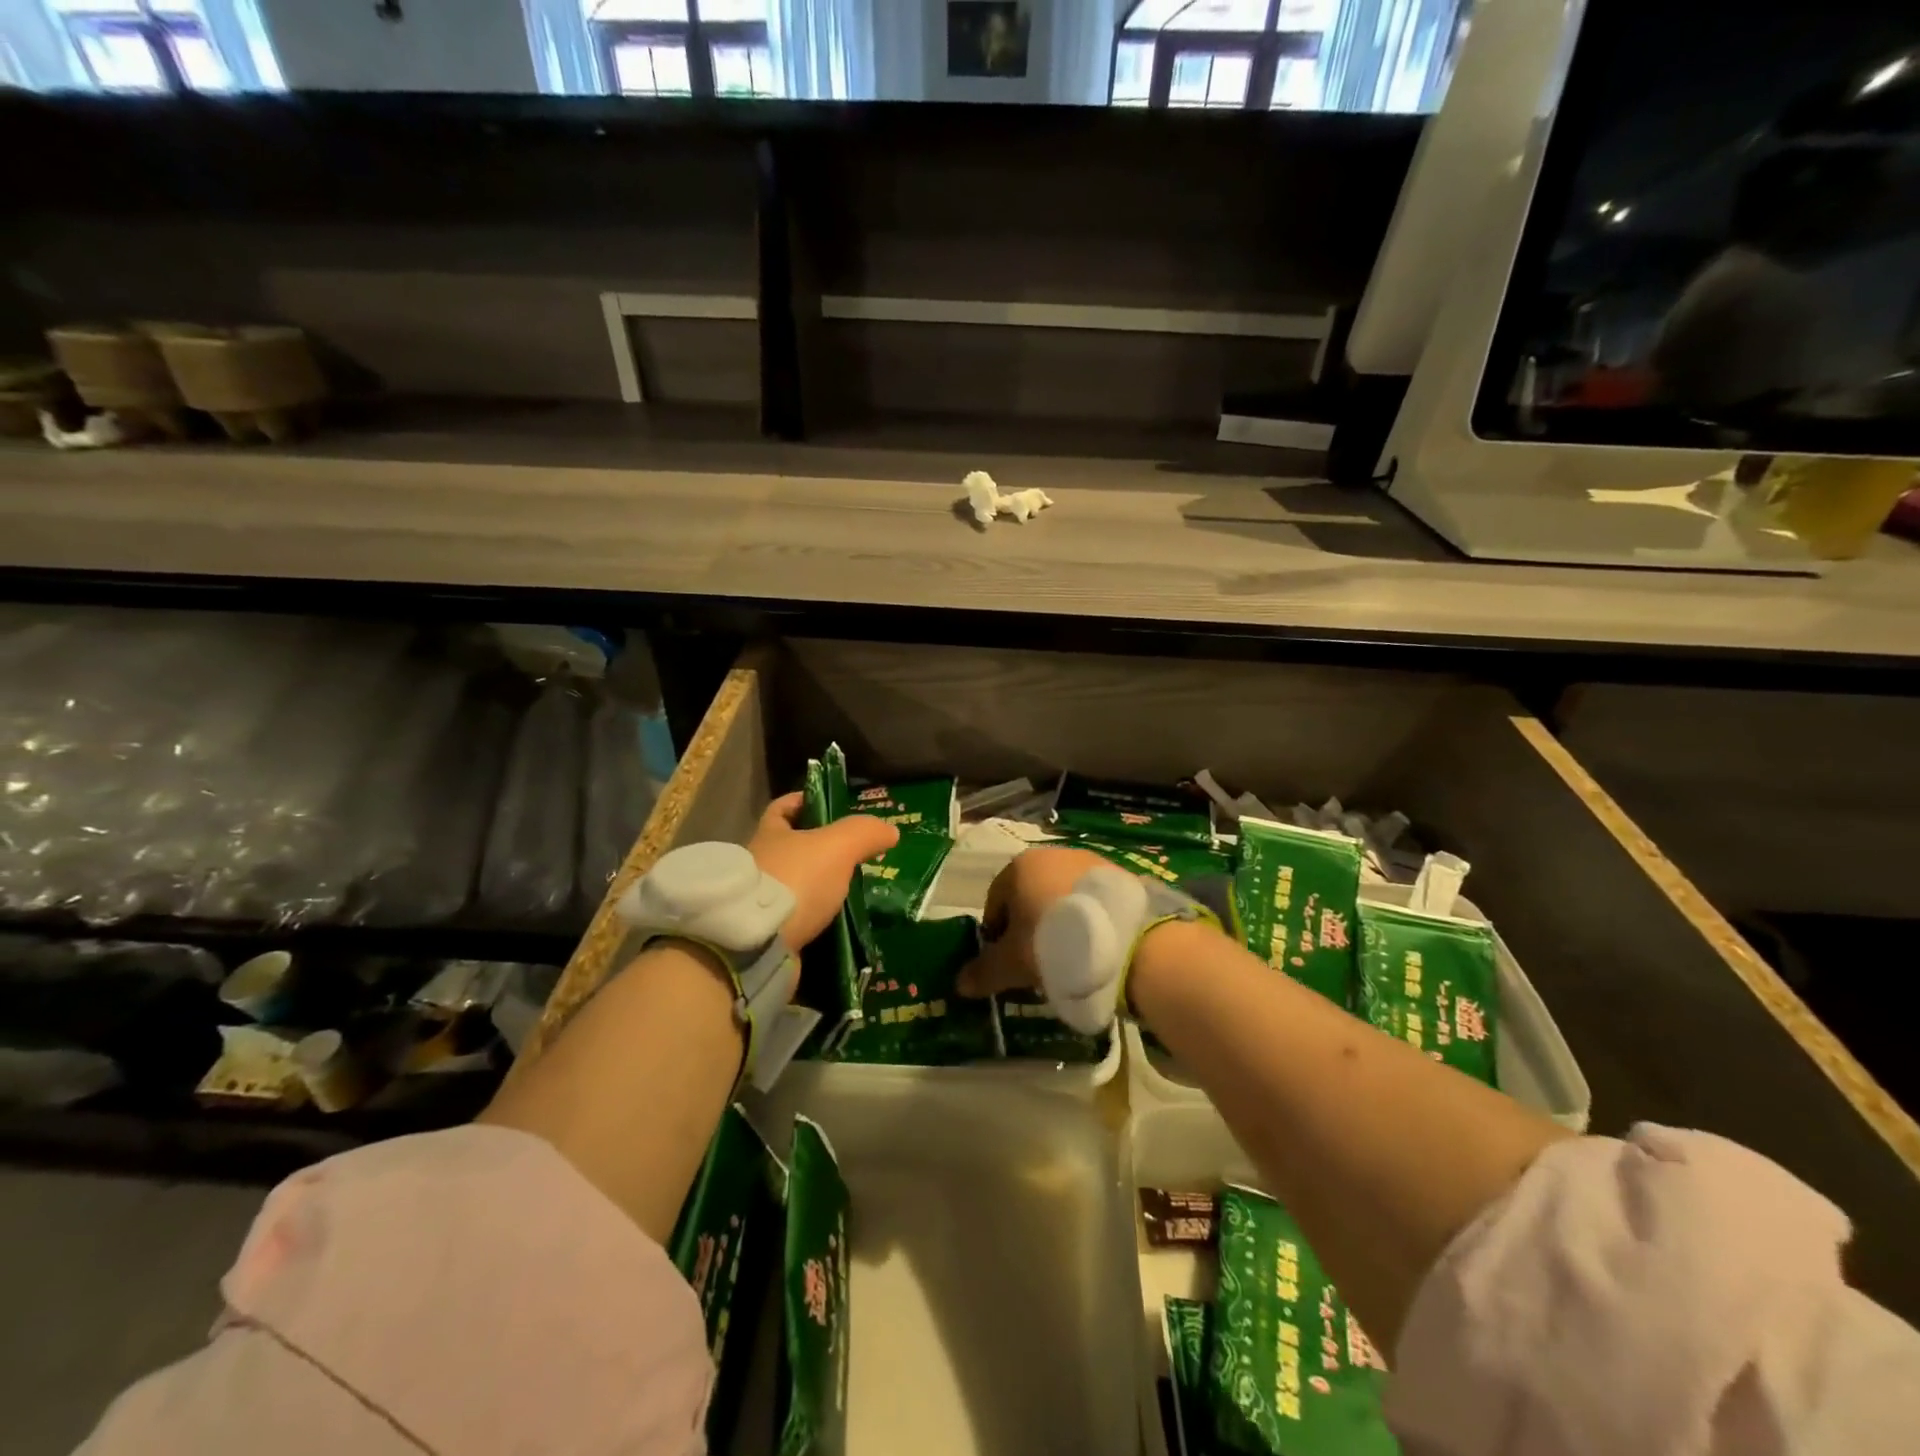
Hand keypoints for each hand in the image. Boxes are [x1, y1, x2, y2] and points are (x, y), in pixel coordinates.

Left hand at [748, 791, 898, 952]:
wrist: (759, 942)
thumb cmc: (795, 879)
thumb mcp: (838, 846)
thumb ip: (864, 833)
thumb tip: (890, 831)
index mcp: (769, 835)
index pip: (782, 808)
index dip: (804, 801)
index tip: (829, 805)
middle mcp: (759, 865)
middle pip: (791, 849)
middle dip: (820, 850)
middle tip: (854, 855)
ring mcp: (760, 902)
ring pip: (796, 886)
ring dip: (820, 889)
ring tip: (854, 892)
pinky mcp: (766, 935)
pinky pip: (797, 921)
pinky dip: (817, 921)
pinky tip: (841, 923)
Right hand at [957, 845, 1110, 997]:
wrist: (1120, 938)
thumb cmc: (1051, 942)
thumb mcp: (1011, 964)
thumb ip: (983, 971)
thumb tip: (960, 984)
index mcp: (1019, 866)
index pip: (995, 900)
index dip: (996, 933)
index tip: (1005, 960)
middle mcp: (1051, 854)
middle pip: (1029, 894)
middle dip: (1029, 924)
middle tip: (1037, 959)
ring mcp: (1088, 861)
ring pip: (1061, 895)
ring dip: (1059, 920)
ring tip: (1070, 954)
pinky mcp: (1117, 875)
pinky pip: (1091, 899)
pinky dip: (1088, 918)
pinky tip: (1095, 945)